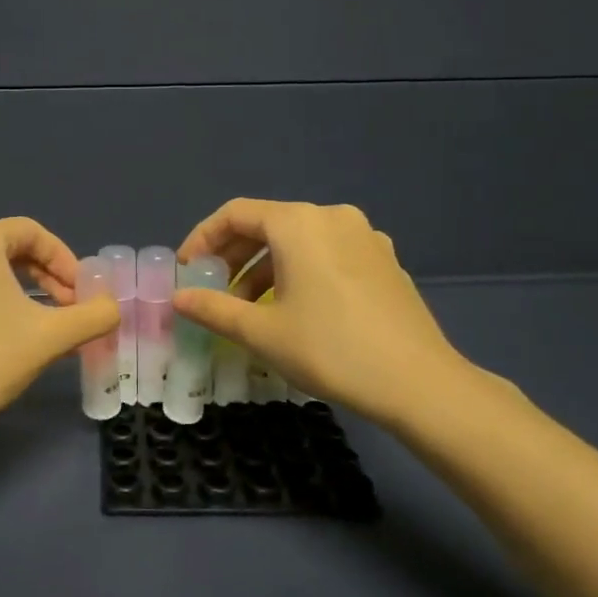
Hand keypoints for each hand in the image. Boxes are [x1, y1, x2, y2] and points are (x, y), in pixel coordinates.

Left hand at [0, 217, 120, 442]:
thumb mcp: (51, 336)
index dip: (65, 259)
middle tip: (69, 307)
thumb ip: (93, 316)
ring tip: (45, 323)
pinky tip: (8, 333)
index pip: (33, 233)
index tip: (83, 292)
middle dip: (46, 276)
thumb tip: (113, 308)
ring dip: (22, 290)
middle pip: (10, 248)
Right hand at [175, 199, 487, 430]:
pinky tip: (295, 309)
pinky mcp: (384, 261)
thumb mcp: (262, 332)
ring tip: (249, 308)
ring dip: (265, 268)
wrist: (419, 383)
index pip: (236, 214)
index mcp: (299, 224)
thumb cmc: (330, 350)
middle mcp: (332, 217)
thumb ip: (214, 308)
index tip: (187, 271)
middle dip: (233, 256)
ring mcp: (365, 237)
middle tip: (213, 290)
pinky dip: (299, 272)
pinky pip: (327, 254)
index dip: (203, 239)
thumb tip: (178, 299)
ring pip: (299, 241)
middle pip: (268, 224)